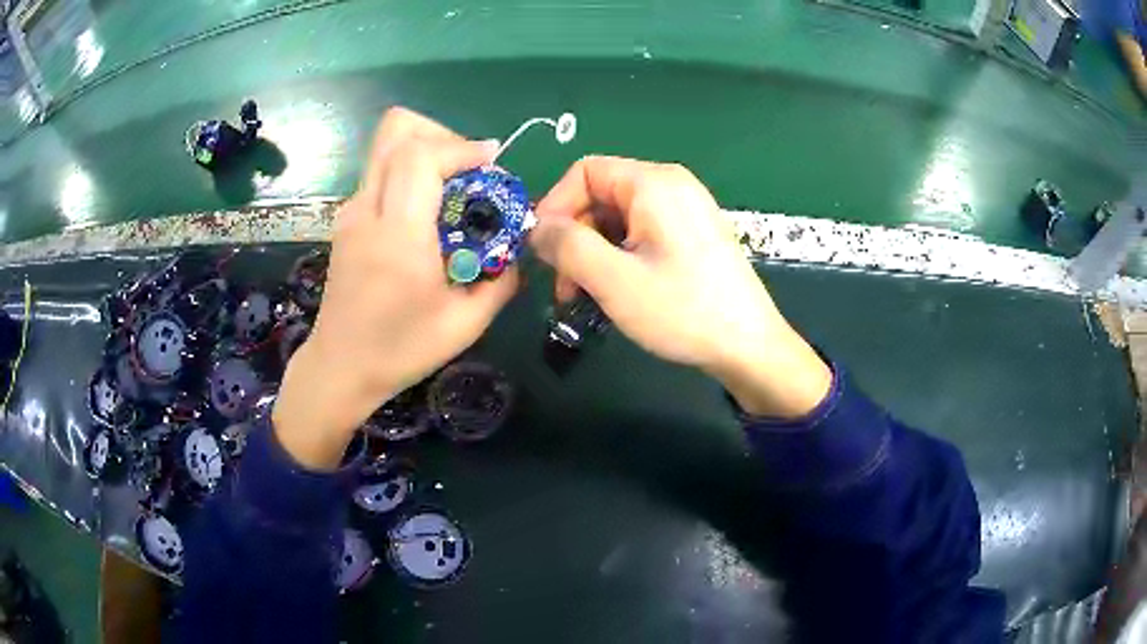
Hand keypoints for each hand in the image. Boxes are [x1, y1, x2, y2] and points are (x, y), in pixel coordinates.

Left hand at [274, 108, 518, 467]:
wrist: (340, 367)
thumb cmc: (400, 351)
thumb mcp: (466, 324)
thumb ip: (502, 279)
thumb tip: (518, 246)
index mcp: (398, 236)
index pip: (421, 156)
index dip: (462, 147)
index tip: (493, 163)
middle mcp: (368, 211)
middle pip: (396, 130)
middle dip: (440, 134)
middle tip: (468, 167)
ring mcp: (351, 211)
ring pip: (386, 145)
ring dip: (426, 150)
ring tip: (452, 187)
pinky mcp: (347, 218)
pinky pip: (382, 170)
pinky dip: (410, 171)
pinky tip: (428, 209)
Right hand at [530, 156, 830, 417]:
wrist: (748, 347)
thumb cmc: (682, 310)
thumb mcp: (614, 279)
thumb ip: (566, 245)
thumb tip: (536, 228)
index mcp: (654, 182)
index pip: (584, 172)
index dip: (555, 206)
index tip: (542, 251)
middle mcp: (671, 185)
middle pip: (601, 196)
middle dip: (574, 238)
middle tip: (564, 287)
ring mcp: (686, 210)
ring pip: (618, 219)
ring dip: (593, 254)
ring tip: (585, 297)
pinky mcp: (692, 235)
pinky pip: (641, 234)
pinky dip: (619, 258)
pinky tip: (615, 292)